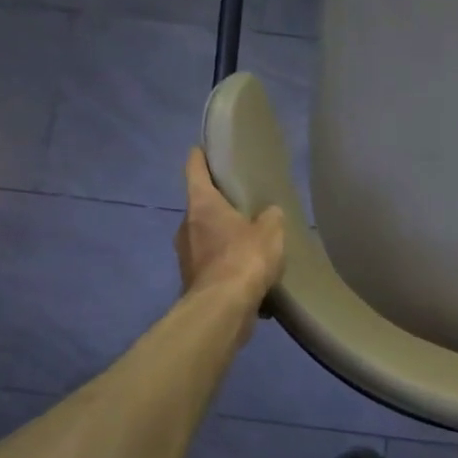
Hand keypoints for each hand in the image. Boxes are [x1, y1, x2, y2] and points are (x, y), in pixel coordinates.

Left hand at [174, 147, 284, 303]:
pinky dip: (226, 264)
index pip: (194, 170)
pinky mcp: (192, 280)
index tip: (202, 149)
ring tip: (249, 242)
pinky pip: (211, 264)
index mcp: (202, 205)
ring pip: (205, 237)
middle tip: (242, 204)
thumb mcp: (271, 231)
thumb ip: (271, 217)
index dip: (199, 157)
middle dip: (219, 205)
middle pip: (200, 207)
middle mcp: (186, 226)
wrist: (223, 309)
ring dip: (223, 237)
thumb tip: (268, 215)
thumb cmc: (245, 258)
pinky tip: (247, 272)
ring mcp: (185, 255)